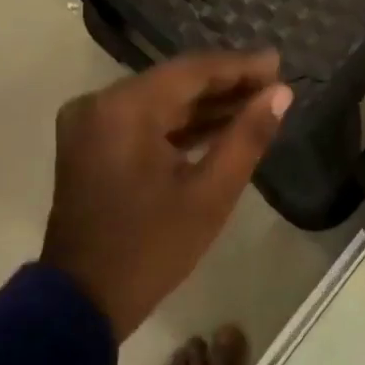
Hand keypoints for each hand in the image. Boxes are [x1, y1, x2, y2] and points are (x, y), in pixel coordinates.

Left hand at [42, 51, 291, 341]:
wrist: (83, 300)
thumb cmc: (152, 248)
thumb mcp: (210, 194)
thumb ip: (248, 137)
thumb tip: (281, 94)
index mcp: (124, 109)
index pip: (192, 71)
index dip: (240, 66)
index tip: (280, 64)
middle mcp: (100, 104)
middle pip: (174, 82)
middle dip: (226, 84)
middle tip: (274, 85)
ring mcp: (91, 124)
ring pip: (160, 101)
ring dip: (206, 105)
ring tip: (257, 103)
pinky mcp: (91, 145)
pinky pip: (144, 121)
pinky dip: (180, 125)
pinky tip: (220, 127)